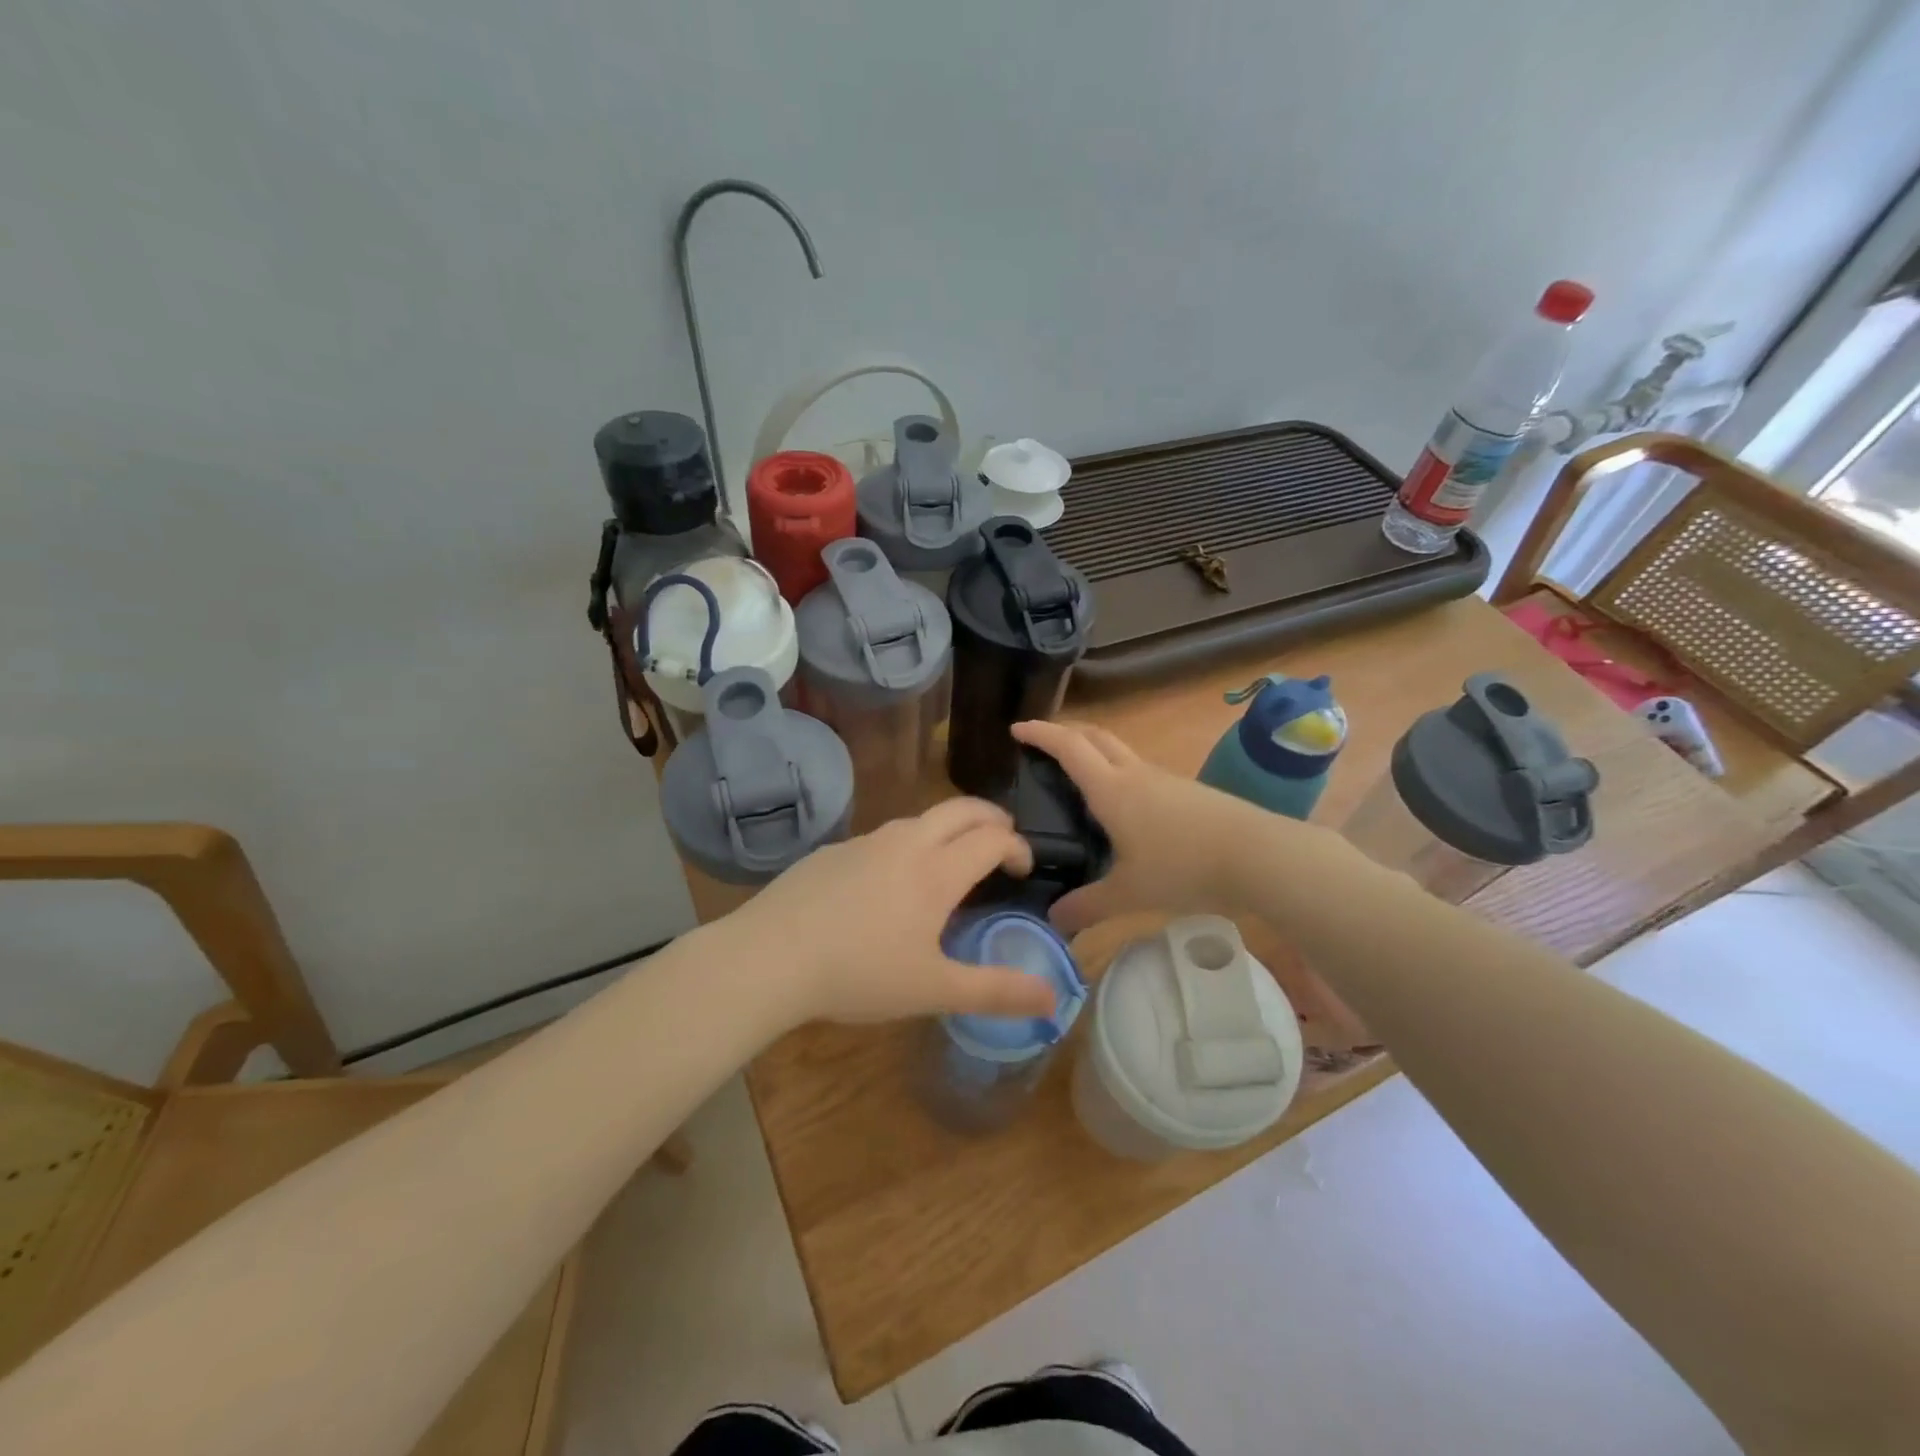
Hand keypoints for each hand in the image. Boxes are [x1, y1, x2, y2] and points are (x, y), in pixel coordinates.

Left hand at [724, 798, 1054, 1024]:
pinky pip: (882, 837)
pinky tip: (887, 884)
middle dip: (990, 817)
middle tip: (1002, 840)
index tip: (1023, 869)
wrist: (769, 957)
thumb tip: (1053, 1000)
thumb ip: (996, 992)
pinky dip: (905, 845)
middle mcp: (905, 843)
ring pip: (918, 819)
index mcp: (936, 871)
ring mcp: (864, 842)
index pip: (992, 838)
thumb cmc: (860, 974)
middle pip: (960, 809)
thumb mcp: (934, 990)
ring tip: (950, 861)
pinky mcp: (832, 851)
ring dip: (946, 829)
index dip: (1017, 847)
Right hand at [1013, 718, 1296, 933]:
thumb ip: (1088, 906)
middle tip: (1043, 743)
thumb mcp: (1129, 893)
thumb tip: (1054, 920)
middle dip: (1066, 732)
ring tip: (1079, 775)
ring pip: (1121, 752)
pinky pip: (1142, 771)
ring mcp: (1165, 779)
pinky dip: (1119, 772)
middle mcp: (1135, 774)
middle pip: (1096, 736)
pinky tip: (1123, 805)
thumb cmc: (1184, 867)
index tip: (1017, 728)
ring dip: (1095, 751)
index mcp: (1112, 790)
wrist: (1258, 855)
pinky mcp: (1187, 791)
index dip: (1041, 733)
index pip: (1069, 748)